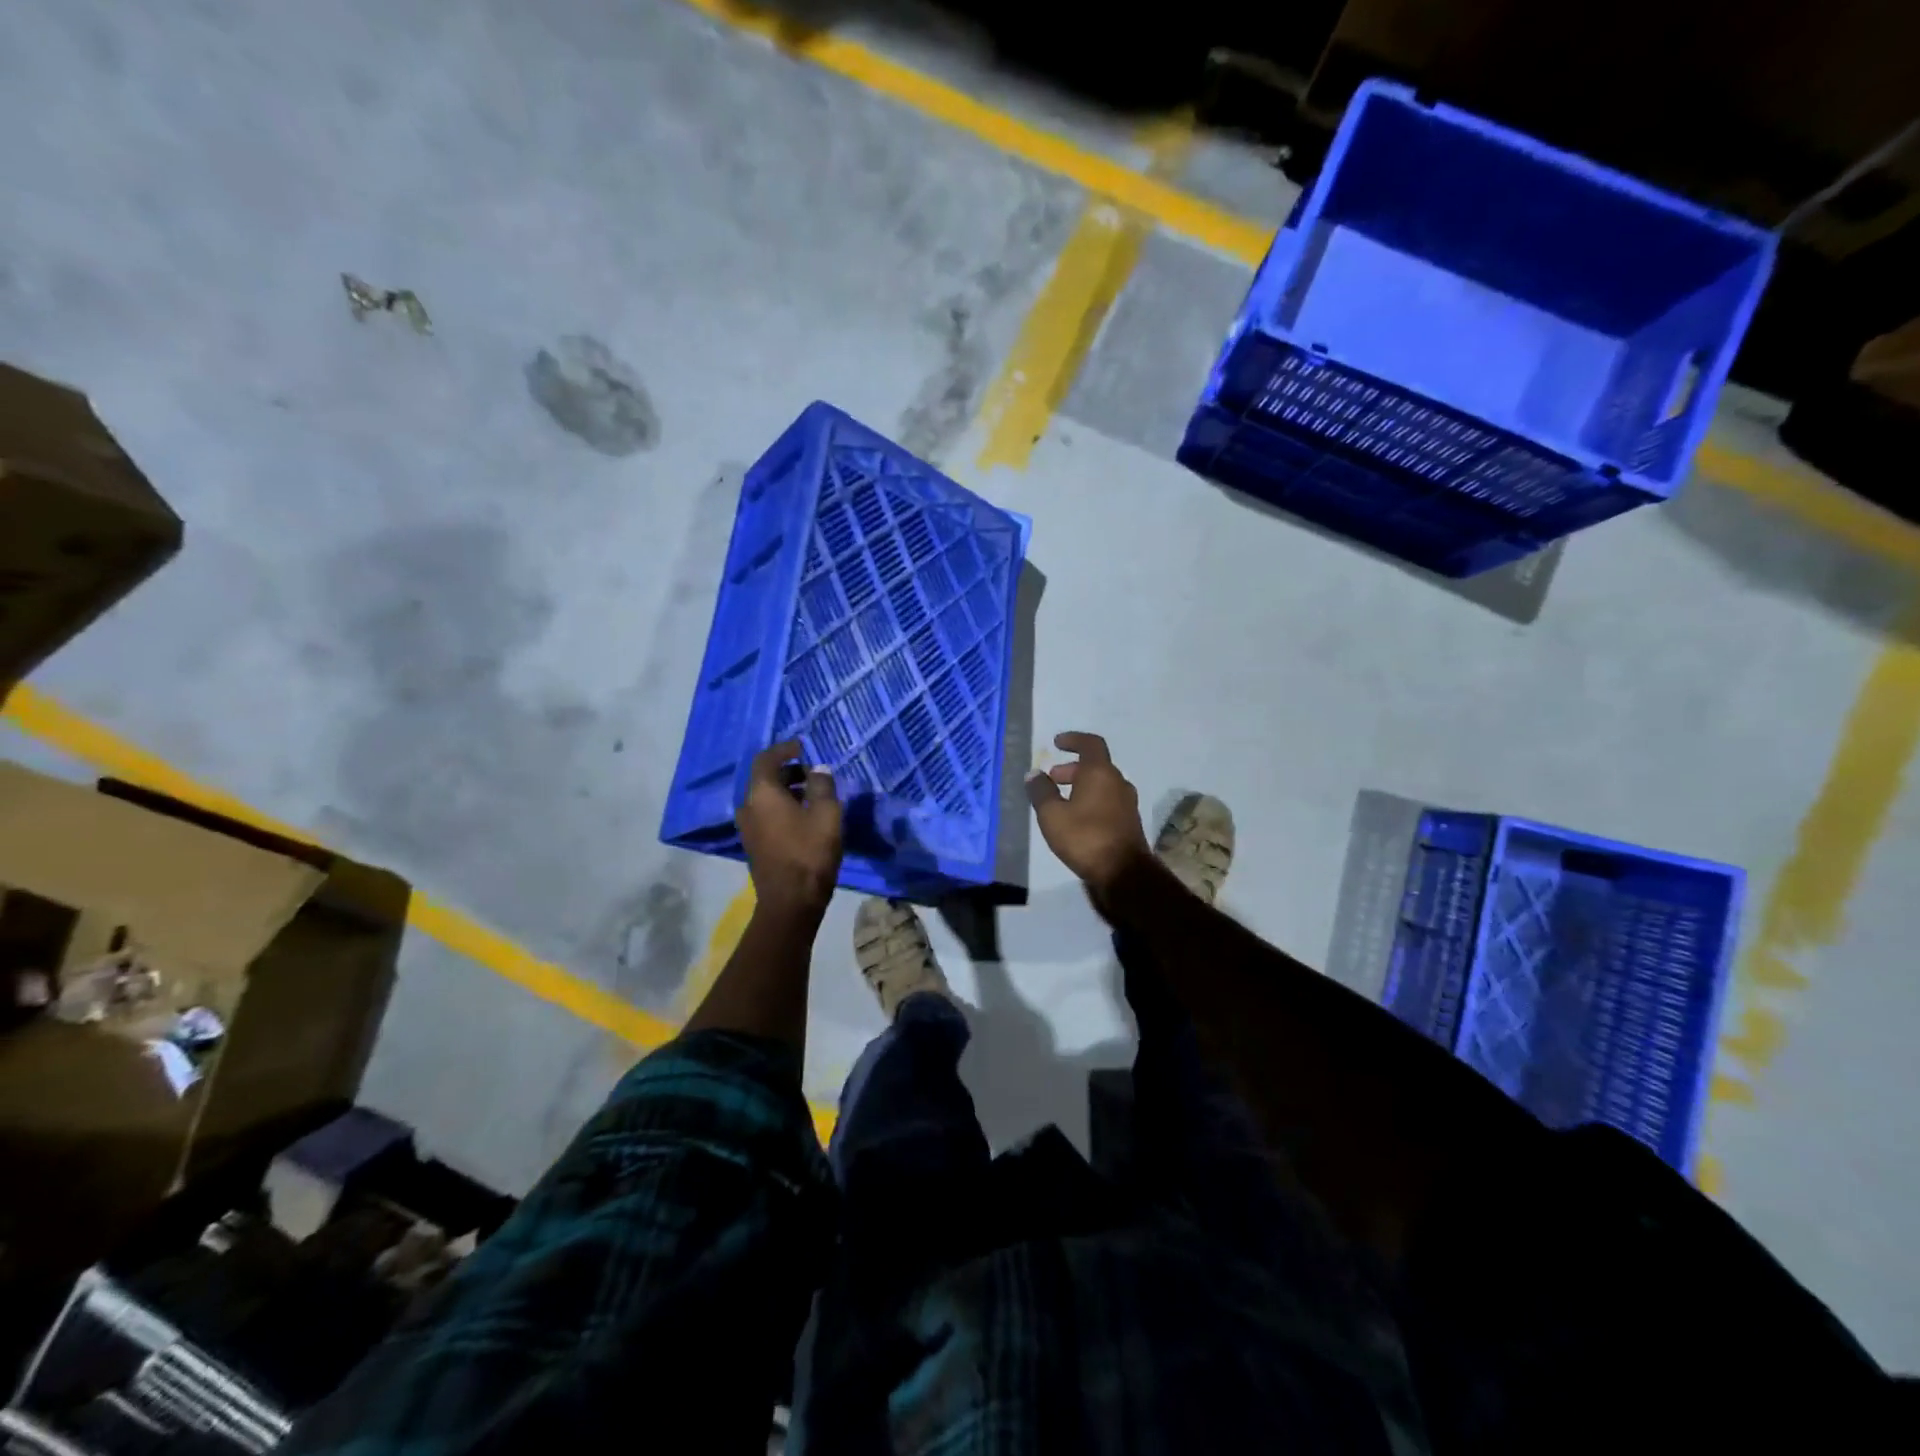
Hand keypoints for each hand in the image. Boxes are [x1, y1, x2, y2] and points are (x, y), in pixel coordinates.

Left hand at [738, 740, 841, 919]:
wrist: (790, 902)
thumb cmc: (810, 853)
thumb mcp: (827, 814)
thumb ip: (823, 785)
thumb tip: (818, 769)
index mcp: (762, 793)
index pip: (766, 759)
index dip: (784, 749)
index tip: (803, 747)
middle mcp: (748, 806)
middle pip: (765, 779)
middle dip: (789, 771)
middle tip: (815, 773)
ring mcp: (748, 827)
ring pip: (766, 798)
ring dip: (787, 791)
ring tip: (814, 795)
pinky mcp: (754, 844)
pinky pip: (766, 815)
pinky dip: (782, 807)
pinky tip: (805, 817)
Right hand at [1026, 732, 1151, 896]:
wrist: (1124, 873)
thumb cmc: (1085, 837)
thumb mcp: (1052, 815)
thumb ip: (1041, 791)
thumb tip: (1034, 774)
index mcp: (1100, 773)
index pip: (1090, 744)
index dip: (1073, 740)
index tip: (1057, 743)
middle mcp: (1118, 782)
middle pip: (1095, 766)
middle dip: (1072, 768)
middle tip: (1053, 778)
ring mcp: (1127, 803)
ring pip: (1102, 784)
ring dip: (1081, 786)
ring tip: (1060, 800)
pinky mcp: (1129, 822)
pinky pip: (1107, 801)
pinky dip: (1091, 800)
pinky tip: (1076, 818)